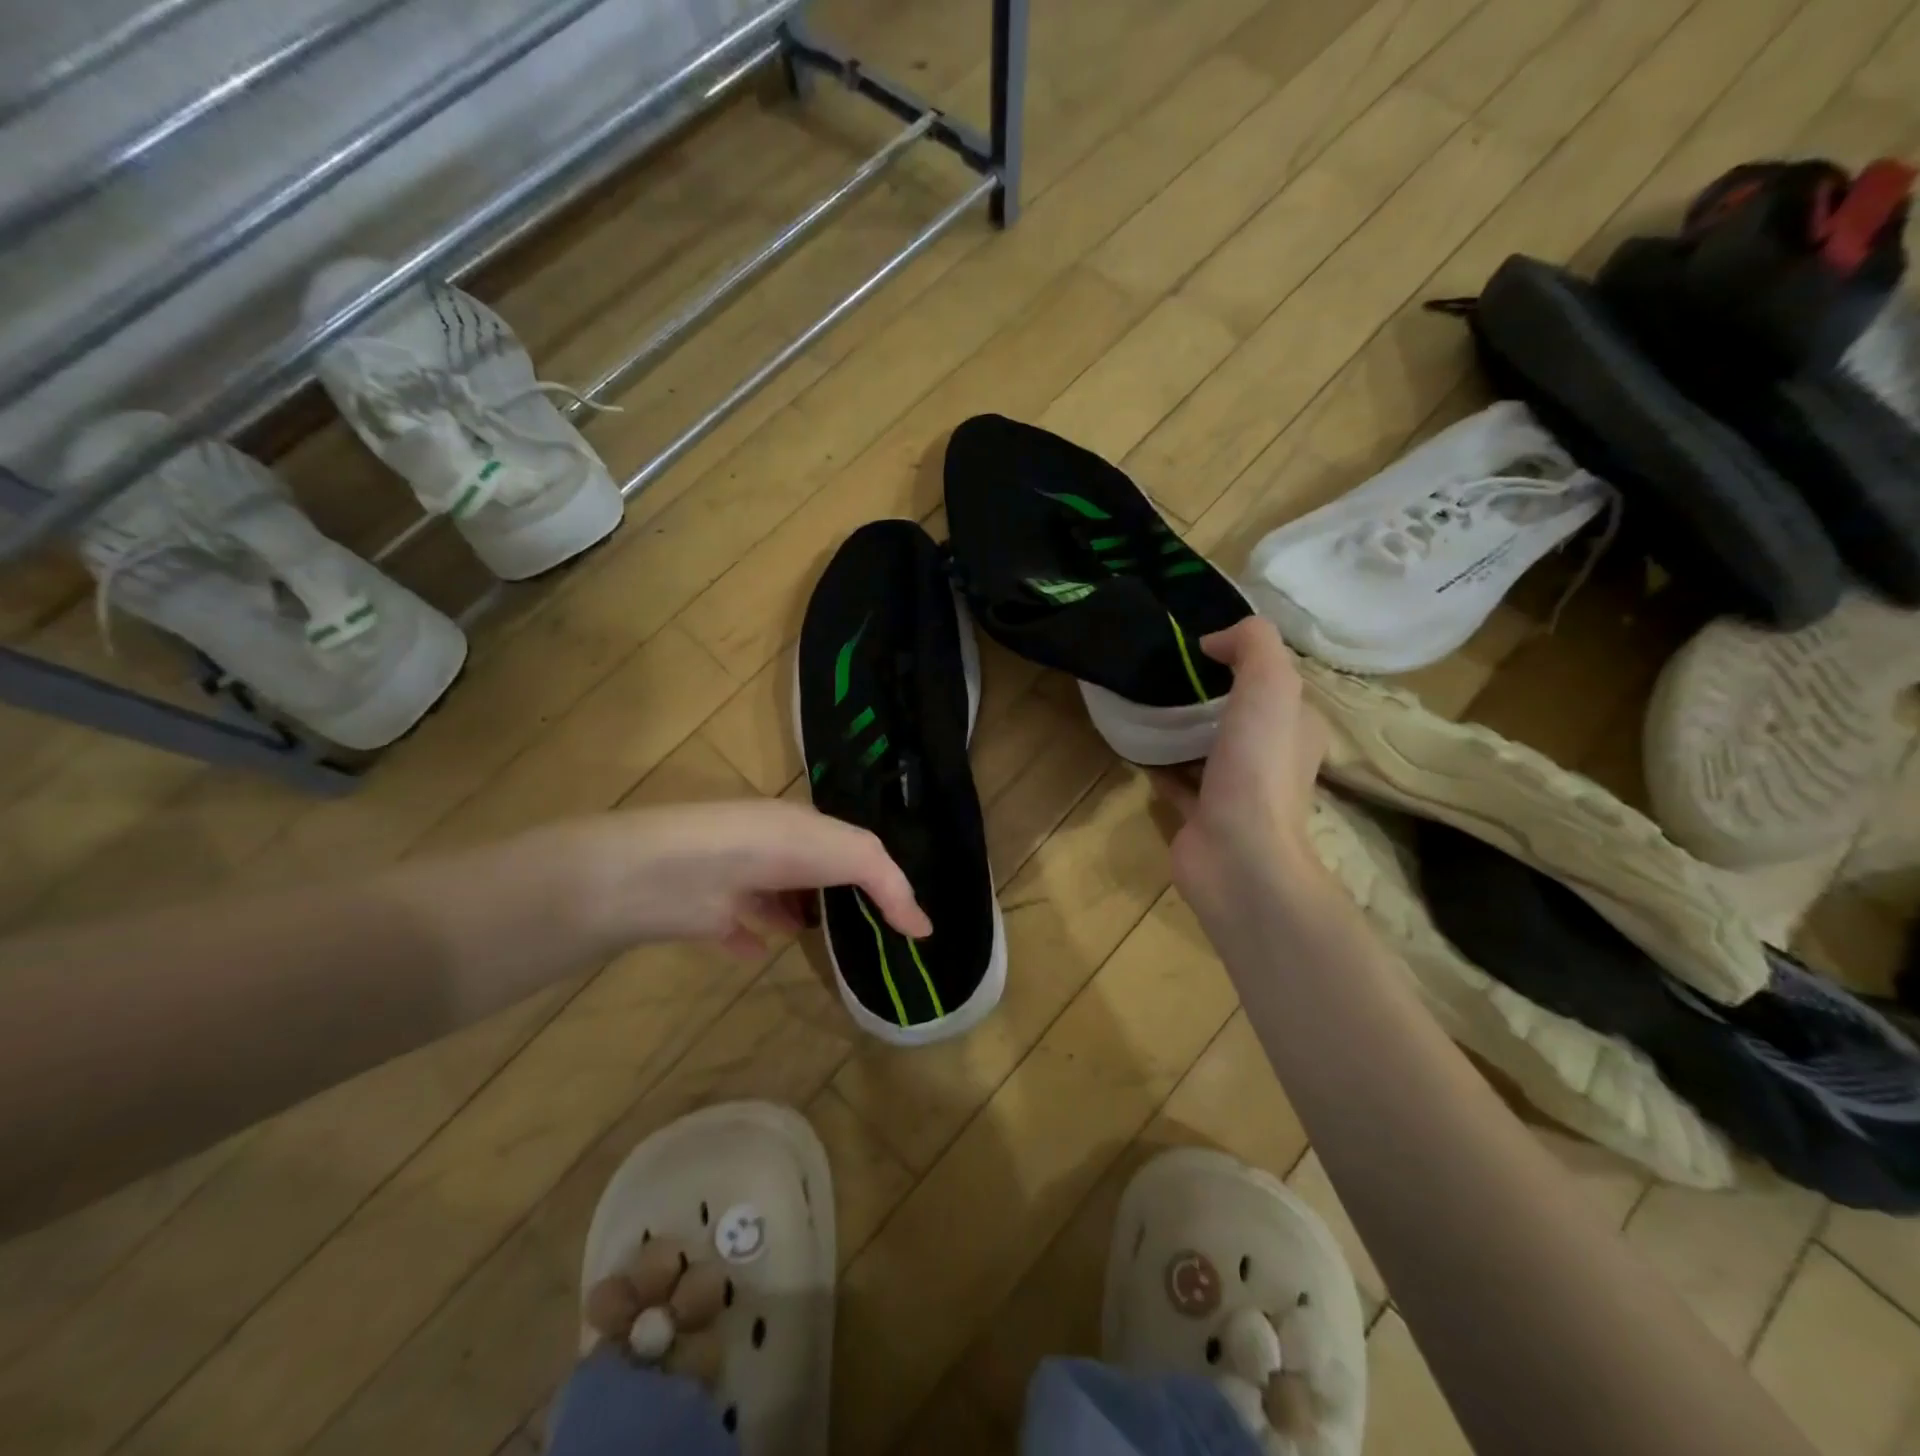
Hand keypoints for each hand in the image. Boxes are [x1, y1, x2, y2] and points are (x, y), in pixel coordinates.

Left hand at [585, 799, 930, 956]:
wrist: (677, 874)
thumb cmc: (770, 851)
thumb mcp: (845, 853)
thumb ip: (887, 885)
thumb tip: (925, 928)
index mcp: (801, 823)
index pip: (843, 841)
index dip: (870, 867)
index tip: (894, 902)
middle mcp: (769, 847)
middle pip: (810, 868)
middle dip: (834, 889)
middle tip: (866, 926)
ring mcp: (736, 879)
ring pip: (773, 896)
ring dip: (793, 912)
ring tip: (819, 938)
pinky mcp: (708, 914)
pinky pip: (735, 928)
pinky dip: (750, 938)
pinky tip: (761, 953)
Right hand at [1152, 617, 1328, 916]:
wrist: (1238, 855)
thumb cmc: (1258, 767)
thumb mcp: (1270, 685)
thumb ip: (1252, 646)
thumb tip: (1215, 641)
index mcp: (1295, 727)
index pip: (1274, 683)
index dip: (1243, 660)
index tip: (1199, 647)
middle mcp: (1270, 758)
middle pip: (1238, 715)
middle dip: (1206, 695)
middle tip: (1164, 672)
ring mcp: (1235, 791)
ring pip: (1207, 749)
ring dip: (1182, 730)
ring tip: (1145, 704)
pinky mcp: (1202, 816)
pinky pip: (1179, 782)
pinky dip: (1160, 765)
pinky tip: (1136, 747)